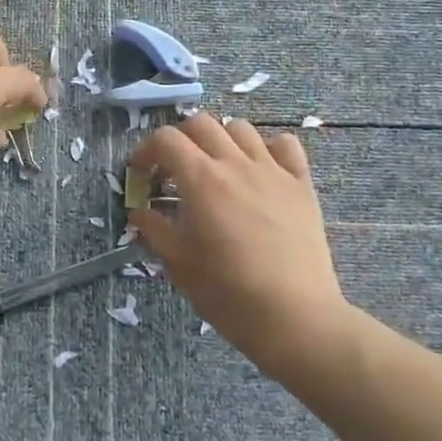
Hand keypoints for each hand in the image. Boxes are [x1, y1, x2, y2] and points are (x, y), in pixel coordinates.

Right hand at [128, 114, 347, 372]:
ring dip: (221, 139)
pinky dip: (268, 148)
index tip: (140, 173)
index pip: (166, 139)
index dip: (146, 150)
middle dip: (180, 139)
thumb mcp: (178, 263)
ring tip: (217, 166)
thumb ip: (154, 229)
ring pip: (241, 128)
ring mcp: (272, 170)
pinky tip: (261, 169)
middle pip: (201, 124)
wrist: (294, 317)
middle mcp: (235, 163)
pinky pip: (286, 145)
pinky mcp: (301, 184)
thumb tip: (139, 212)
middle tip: (174, 169)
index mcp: (200, 179)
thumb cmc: (228, 293)